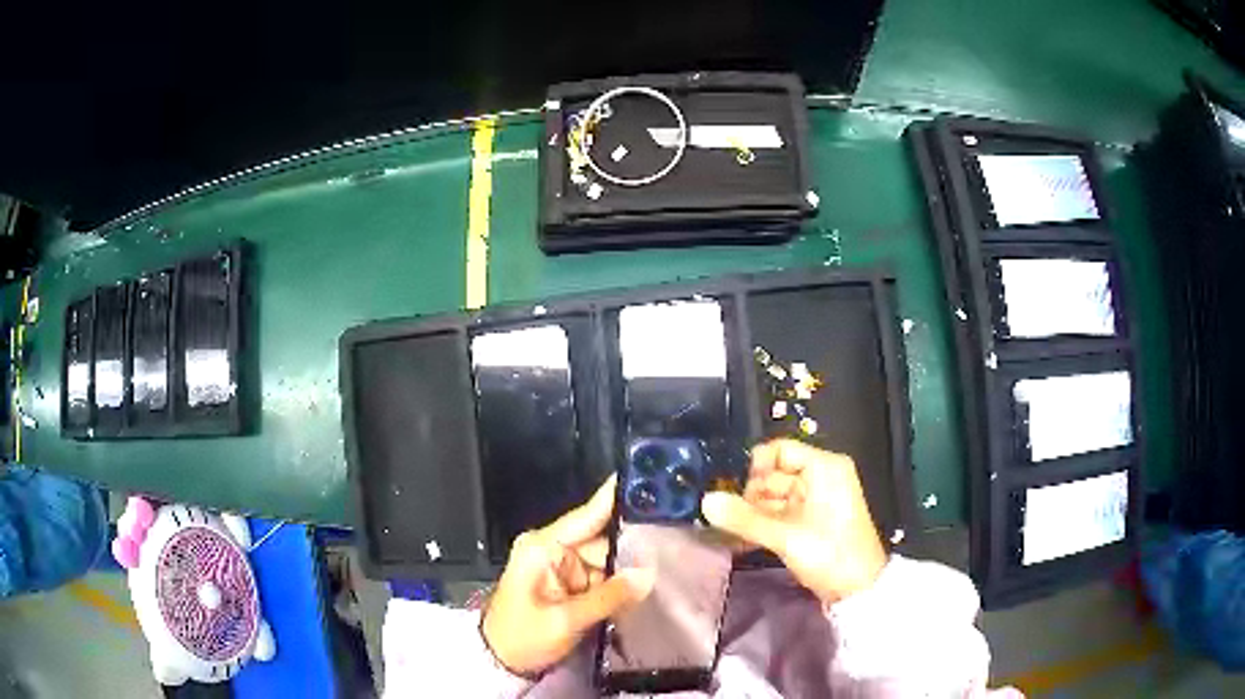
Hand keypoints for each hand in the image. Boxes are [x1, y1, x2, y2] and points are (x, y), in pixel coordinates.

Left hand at [481, 475, 655, 676]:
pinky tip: (647, 585)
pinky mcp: (569, 584)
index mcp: (543, 548)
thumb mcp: (565, 620)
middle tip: (675, 543)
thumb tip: (648, 574)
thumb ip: (608, 597)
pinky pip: (601, 577)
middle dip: (634, 546)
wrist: (500, 662)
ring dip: (630, 569)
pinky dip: (619, 584)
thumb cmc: (523, 637)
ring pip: (607, 560)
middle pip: (603, 540)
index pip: (586, 516)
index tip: (649, 478)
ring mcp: (562, 567)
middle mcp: (553, 549)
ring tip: (670, 567)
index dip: (616, 498)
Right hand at [702, 439, 887, 604]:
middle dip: (749, 496)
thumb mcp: (786, 536)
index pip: (780, 450)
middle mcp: (820, 477)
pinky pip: (780, 514)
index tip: (733, 492)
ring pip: (773, 497)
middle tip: (727, 518)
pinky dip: (763, 524)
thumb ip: (744, 519)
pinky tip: (741, 540)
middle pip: (773, 475)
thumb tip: (705, 501)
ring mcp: (815, 499)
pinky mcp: (810, 520)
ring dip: (752, 514)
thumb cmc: (830, 555)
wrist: (858, 590)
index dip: (754, 468)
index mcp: (824, 468)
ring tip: (729, 533)